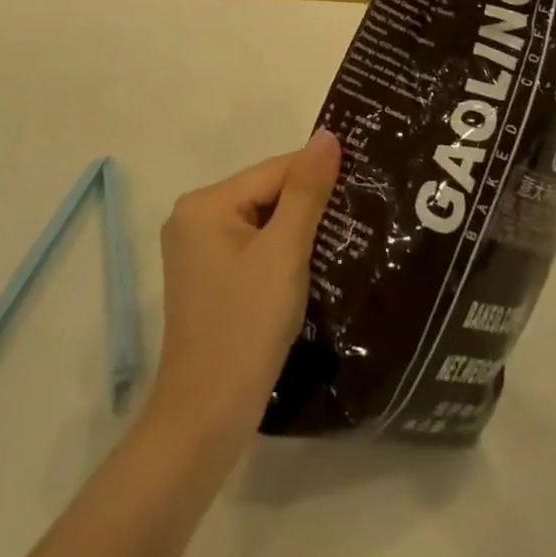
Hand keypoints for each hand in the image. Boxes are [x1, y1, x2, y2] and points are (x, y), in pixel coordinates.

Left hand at [150, 131, 340, 441]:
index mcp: (205, 203)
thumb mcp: (283, 255)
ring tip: (344, 237)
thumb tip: (327, 136)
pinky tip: (310, 266)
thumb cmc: (245, 329)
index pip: (273, 171)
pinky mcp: (205, 278)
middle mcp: (193, 216)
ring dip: (296, 230)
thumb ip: (306, 192)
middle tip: (357, 214)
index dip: (317, 175)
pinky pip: (250, 248)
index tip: (361, 180)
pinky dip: (278, 253)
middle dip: (307, 205)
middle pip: (265, 194)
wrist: (205, 420)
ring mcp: (196, 250)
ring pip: (260, 222)